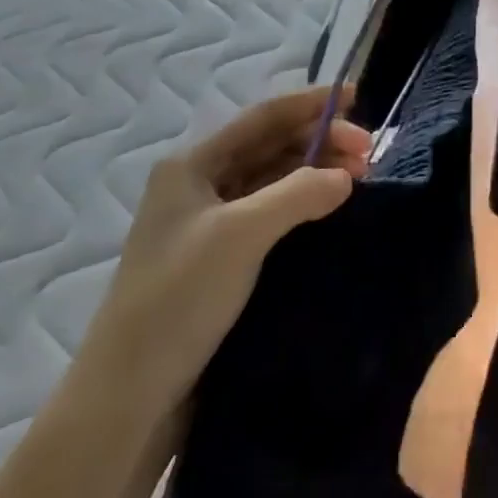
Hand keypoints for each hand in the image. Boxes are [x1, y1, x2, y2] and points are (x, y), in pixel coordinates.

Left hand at [0, 87, 370, 497]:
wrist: (129, 399)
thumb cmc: (177, 300)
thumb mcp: (239, 235)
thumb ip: (297, 193)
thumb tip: (346, 177)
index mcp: (192, 165)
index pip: (262, 117)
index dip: (311, 103)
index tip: (358, 98)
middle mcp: (201, 185)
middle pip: (271, 146)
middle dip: (321, 141)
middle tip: (369, 154)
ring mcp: (211, 223)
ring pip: (274, 179)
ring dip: (316, 172)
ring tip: (360, 178)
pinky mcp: (223, 259)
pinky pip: (273, 214)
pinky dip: (304, 204)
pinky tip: (332, 209)